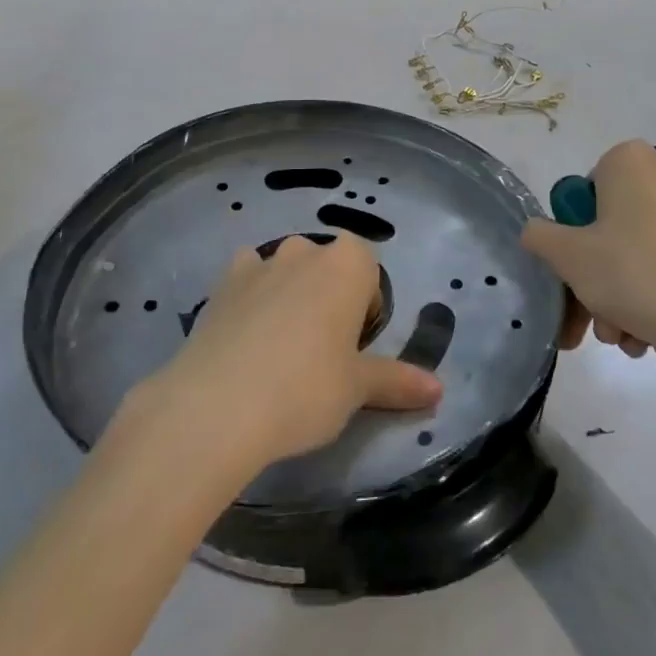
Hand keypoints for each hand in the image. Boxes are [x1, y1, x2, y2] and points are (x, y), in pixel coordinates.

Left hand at [135, 235, 442, 471]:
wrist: (217, 405)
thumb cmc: (306, 389)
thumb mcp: (358, 389)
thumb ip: (397, 381)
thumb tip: (438, 390)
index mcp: (347, 263)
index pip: (368, 271)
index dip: (364, 308)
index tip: (354, 348)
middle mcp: (305, 250)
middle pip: (326, 267)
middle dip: (327, 298)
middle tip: (320, 353)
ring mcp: (260, 261)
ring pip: (285, 271)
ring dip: (288, 295)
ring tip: (278, 350)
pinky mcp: (222, 282)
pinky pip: (246, 278)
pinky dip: (250, 297)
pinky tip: (243, 338)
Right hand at [521, 140, 655, 371]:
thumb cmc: (634, 272)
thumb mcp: (568, 255)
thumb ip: (539, 237)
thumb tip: (535, 233)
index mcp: (628, 161)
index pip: (580, 192)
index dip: (570, 233)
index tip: (572, 266)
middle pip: (604, 230)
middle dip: (589, 279)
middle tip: (583, 317)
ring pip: (629, 256)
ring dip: (612, 298)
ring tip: (616, 335)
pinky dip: (644, 301)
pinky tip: (641, 339)